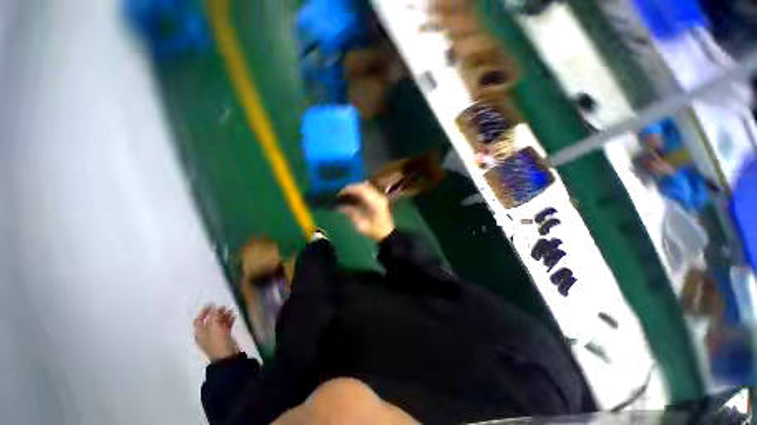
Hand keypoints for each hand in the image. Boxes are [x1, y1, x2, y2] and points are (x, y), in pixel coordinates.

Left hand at [193, 304, 239, 361]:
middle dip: (216, 312)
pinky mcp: (224, 337)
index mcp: (200, 333)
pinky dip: (228, 320)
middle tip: (224, 307)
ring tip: (231, 310)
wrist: (227, 357)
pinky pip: (225, 326)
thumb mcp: (214, 327)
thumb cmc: (218, 342)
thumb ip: (214, 316)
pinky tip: (234, 316)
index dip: (204, 311)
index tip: (213, 303)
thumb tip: (215, 307)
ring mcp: (215, 336)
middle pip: (209, 320)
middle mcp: (206, 334)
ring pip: (218, 322)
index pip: (199, 319)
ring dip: (224, 315)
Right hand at [339, 183, 394, 241]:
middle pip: (363, 186)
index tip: (340, 193)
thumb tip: (341, 205)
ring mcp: (380, 196)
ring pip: (366, 186)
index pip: (361, 189)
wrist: (386, 233)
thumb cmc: (373, 230)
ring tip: (345, 194)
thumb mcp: (361, 224)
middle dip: (351, 188)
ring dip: (355, 188)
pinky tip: (353, 196)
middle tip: (341, 193)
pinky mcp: (379, 198)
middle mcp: (379, 196)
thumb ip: (351, 213)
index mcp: (375, 203)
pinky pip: (368, 190)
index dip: (349, 189)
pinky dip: (360, 191)